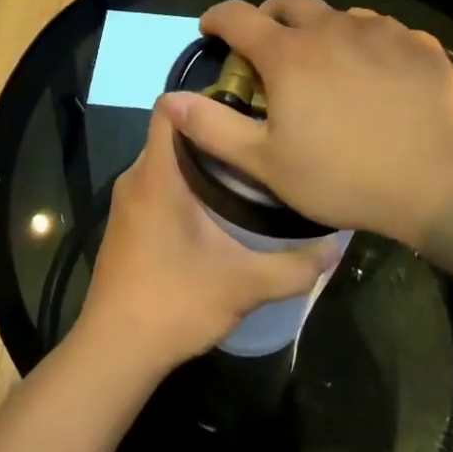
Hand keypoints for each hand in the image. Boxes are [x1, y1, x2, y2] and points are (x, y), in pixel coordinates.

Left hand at [75, 99, 336, 374]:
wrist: (114, 353)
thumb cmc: (173, 304)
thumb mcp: (244, 285)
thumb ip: (294, 266)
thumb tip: (337, 247)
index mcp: (157, 175)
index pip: (170, 107)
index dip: (206, 98)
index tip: (248, 108)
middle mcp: (136, 178)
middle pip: (175, 132)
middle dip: (217, 133)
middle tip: (262, 143)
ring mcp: (128, 202)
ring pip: (167, 160)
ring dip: (204, 162)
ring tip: (251, 173)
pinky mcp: (128, 224)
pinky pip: (160, 184)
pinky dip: (188, 185)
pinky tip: (222, 211)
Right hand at [161, 0, 452, 250]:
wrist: (443, 180)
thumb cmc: (345, 176)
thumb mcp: (267, 164)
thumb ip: (213, 128)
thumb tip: (169, 100)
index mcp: (288, 54)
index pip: (237, 16)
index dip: (217, 18)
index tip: (210, 30)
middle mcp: (331, 28)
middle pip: (289, 3)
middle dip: (269, 16)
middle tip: (267, 45)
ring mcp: (380, 32)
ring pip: (339, 16)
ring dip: (322, 32)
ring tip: (327, 66)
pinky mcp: (419, 45)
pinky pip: (384, 33)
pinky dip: (368, 46)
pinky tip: (378, 77)